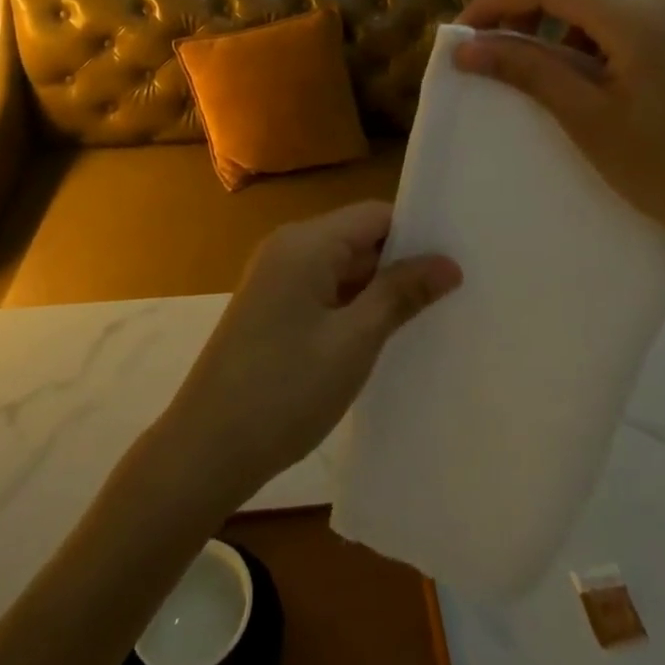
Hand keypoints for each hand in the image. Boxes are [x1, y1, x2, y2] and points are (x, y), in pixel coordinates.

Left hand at [158, 202, 460, 501]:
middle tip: (455, 290)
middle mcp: (288, 247)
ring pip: (342, 267)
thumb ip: (400, 294)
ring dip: (378, 288)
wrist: (205, 449)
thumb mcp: (354, 342)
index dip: (416, 233)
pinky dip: (353, 305)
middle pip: (358, 238)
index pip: (374, 215)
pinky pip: (323, 290)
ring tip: (431, 313)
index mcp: (305, 242)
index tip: (458, 258)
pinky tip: (384, 334)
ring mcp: (276, 278)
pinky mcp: (271, 307)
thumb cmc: (285, 390)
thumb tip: (448, 262)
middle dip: (401, 263)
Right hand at [454, 0, 664, 289]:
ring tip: (531, 53)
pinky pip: (621, 7)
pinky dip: (585, 23)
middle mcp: (659, 1)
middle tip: (495, 37)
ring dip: (555, 7)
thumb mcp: (587, 120)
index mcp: (636, 18)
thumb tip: (466, 48)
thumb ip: (527, 71)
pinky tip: (578, 67)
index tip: (463, 33)